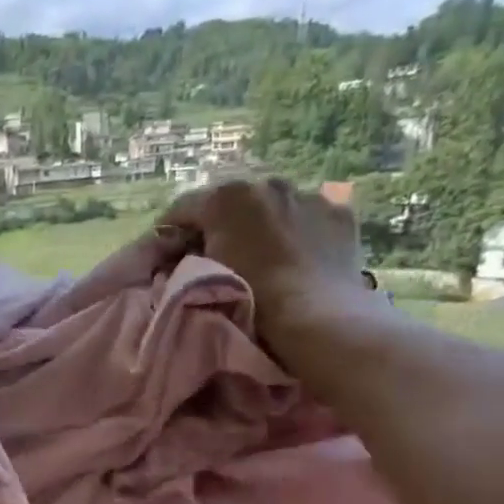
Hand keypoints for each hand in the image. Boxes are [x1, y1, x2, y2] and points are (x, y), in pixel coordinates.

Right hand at [163, 177, 372, 342]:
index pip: (182, 209)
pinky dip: (298, 233)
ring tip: (260, 259)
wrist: (316, 320)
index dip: (169, 233)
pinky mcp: (339, 213)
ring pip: (272, 207)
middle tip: (214, 258)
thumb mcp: (199, 278)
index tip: (164, 256)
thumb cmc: (249, 299)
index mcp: (226, 197)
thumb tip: (182, 255)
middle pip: (230, 204)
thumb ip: (185, 258)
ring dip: (261, 226)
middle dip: (220, 226)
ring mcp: (308, 196)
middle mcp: (267, 184)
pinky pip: (307, 218)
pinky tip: (297, 260)